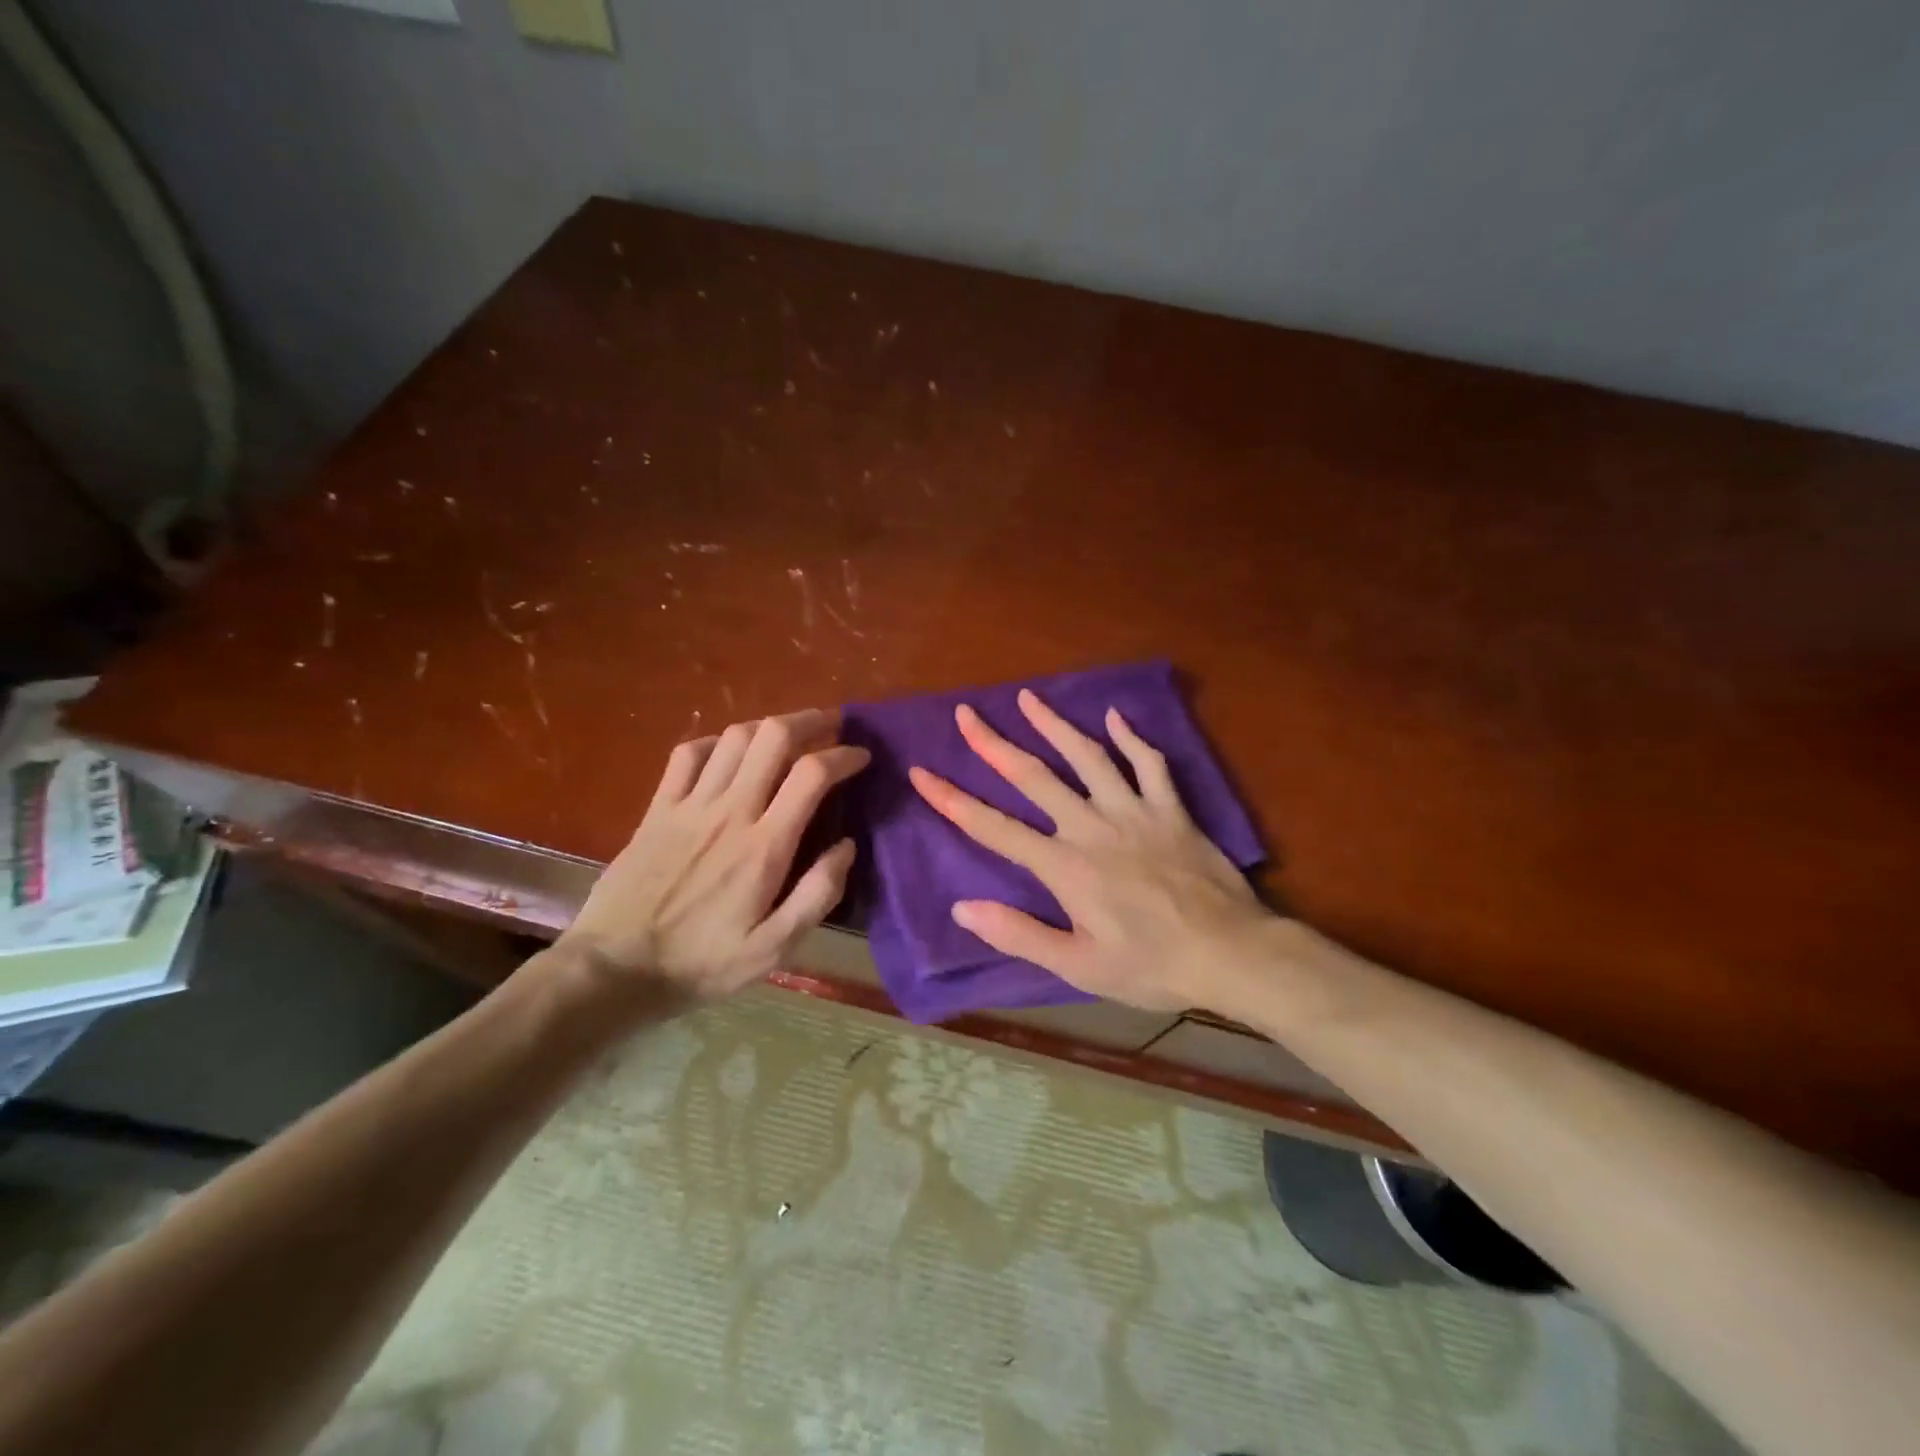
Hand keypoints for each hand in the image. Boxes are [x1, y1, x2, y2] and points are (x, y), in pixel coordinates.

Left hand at [557, 709, 868, 1007]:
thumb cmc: (701, 963)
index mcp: (763, 846)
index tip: (861, 756)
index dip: (843, 755)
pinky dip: (717, 741)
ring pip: (734, 737)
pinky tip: (730, 751)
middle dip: (810, 721)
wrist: (615, 969)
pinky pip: (688, 754)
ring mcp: (689, 805)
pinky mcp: (657, 809)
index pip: (811, 775)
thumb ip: (817, 895)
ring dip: (769, 725)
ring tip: (789, 735)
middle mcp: (729, 812)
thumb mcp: (773, 949)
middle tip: (832, 725)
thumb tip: (847, 846)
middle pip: (773, 737)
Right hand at [908, 689, 1275, 1012]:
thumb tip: (963, 907)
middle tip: (967, 713)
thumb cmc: (1151, 965)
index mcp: (1064, 866)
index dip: (953, 800)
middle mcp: (1092, 826)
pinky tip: (1115, 716)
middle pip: (1034, 776)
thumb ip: (1020, 934)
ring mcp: (1135, 812)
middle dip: (994, 744)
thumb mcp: (1079, 966)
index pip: (995, 828)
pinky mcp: (1171, 810)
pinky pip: (1150, 764)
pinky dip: (1131, 738)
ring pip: (1088, 757)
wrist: (1231, 953)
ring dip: (1055, 724)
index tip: (923, 773)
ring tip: (1028, 697)